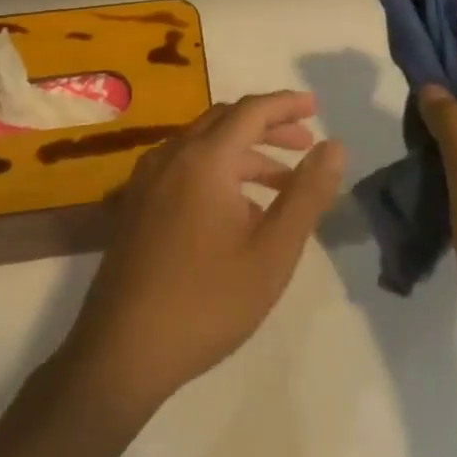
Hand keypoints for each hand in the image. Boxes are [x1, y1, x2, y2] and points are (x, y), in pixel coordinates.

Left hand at [56, 91, 344, 418]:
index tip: (316, 106)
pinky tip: (237, 210)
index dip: (286, 104)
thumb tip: (334, 146)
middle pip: (225, 121)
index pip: (251, 111)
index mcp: (203, 159)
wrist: (122, 351)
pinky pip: (183, 168)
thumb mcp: (273, 251)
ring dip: (244, 153)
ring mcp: (146, 180)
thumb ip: (307, 193)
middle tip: (305, 144)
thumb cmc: (207, 301)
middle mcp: (171, 156)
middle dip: (268, 127)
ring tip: (282, 184)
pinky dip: (217, 171)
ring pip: (203, 146)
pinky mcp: (135, 205)